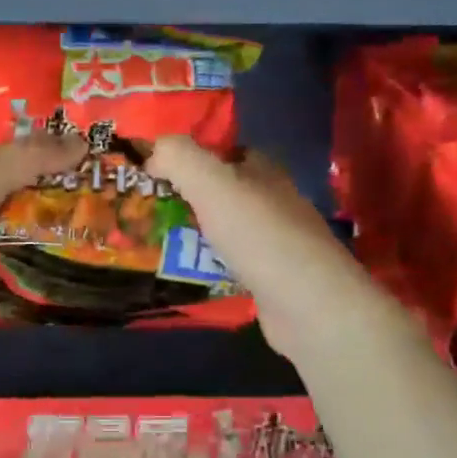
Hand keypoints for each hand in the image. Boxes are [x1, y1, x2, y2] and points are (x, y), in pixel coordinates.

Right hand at [146, 137, 414, 365]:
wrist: (309, 307)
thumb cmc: (259, 236)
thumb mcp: (212, 184)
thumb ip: (180, 157)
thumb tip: (154, 150)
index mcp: (264, 171)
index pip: (226, 151)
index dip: (192, 155)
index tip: (154, 168)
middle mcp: (273, 202)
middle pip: (224, 191)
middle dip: (188, 197)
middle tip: (147, 208)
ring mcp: (276, 243)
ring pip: (226, 229)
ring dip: (195, 234)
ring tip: (154, 241)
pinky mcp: (273, 279)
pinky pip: (231, 264)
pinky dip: (208, 266)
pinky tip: (184, 273)